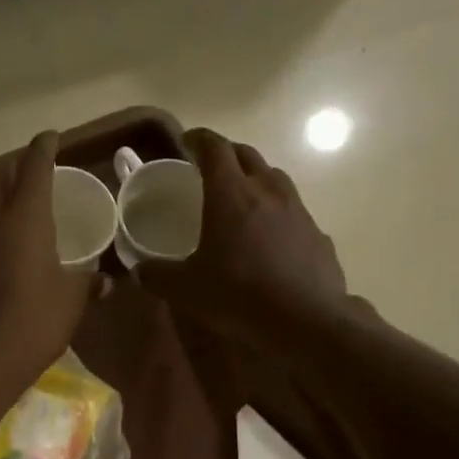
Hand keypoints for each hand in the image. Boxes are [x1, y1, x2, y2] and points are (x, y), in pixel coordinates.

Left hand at [0, 132, 98, 390]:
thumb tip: (106, 281)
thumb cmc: (32, 324)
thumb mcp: (70, 303)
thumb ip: (86, 284)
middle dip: (11, 169)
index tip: (50, 137)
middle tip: (27, 174)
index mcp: (23, 219)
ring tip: (7, 209)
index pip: (34, 168)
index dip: (43, 148)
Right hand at [139, 129, 350, 349]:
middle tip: (209, 168)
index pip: (214, 148)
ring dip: (255, 178)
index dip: (198, 139)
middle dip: (226, 154)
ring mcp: (297, 209)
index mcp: (231, 194)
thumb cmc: (240, 294)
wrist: (306, 319)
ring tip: (241, 197)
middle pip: (246, 154)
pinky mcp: (317, 232)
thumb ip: (158, 275)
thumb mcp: (186, 290)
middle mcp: (267, 190)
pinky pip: (293, 209)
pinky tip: (270, 237)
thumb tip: (140, 271)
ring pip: (274, 177)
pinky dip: (277, 211)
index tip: (186, 142)